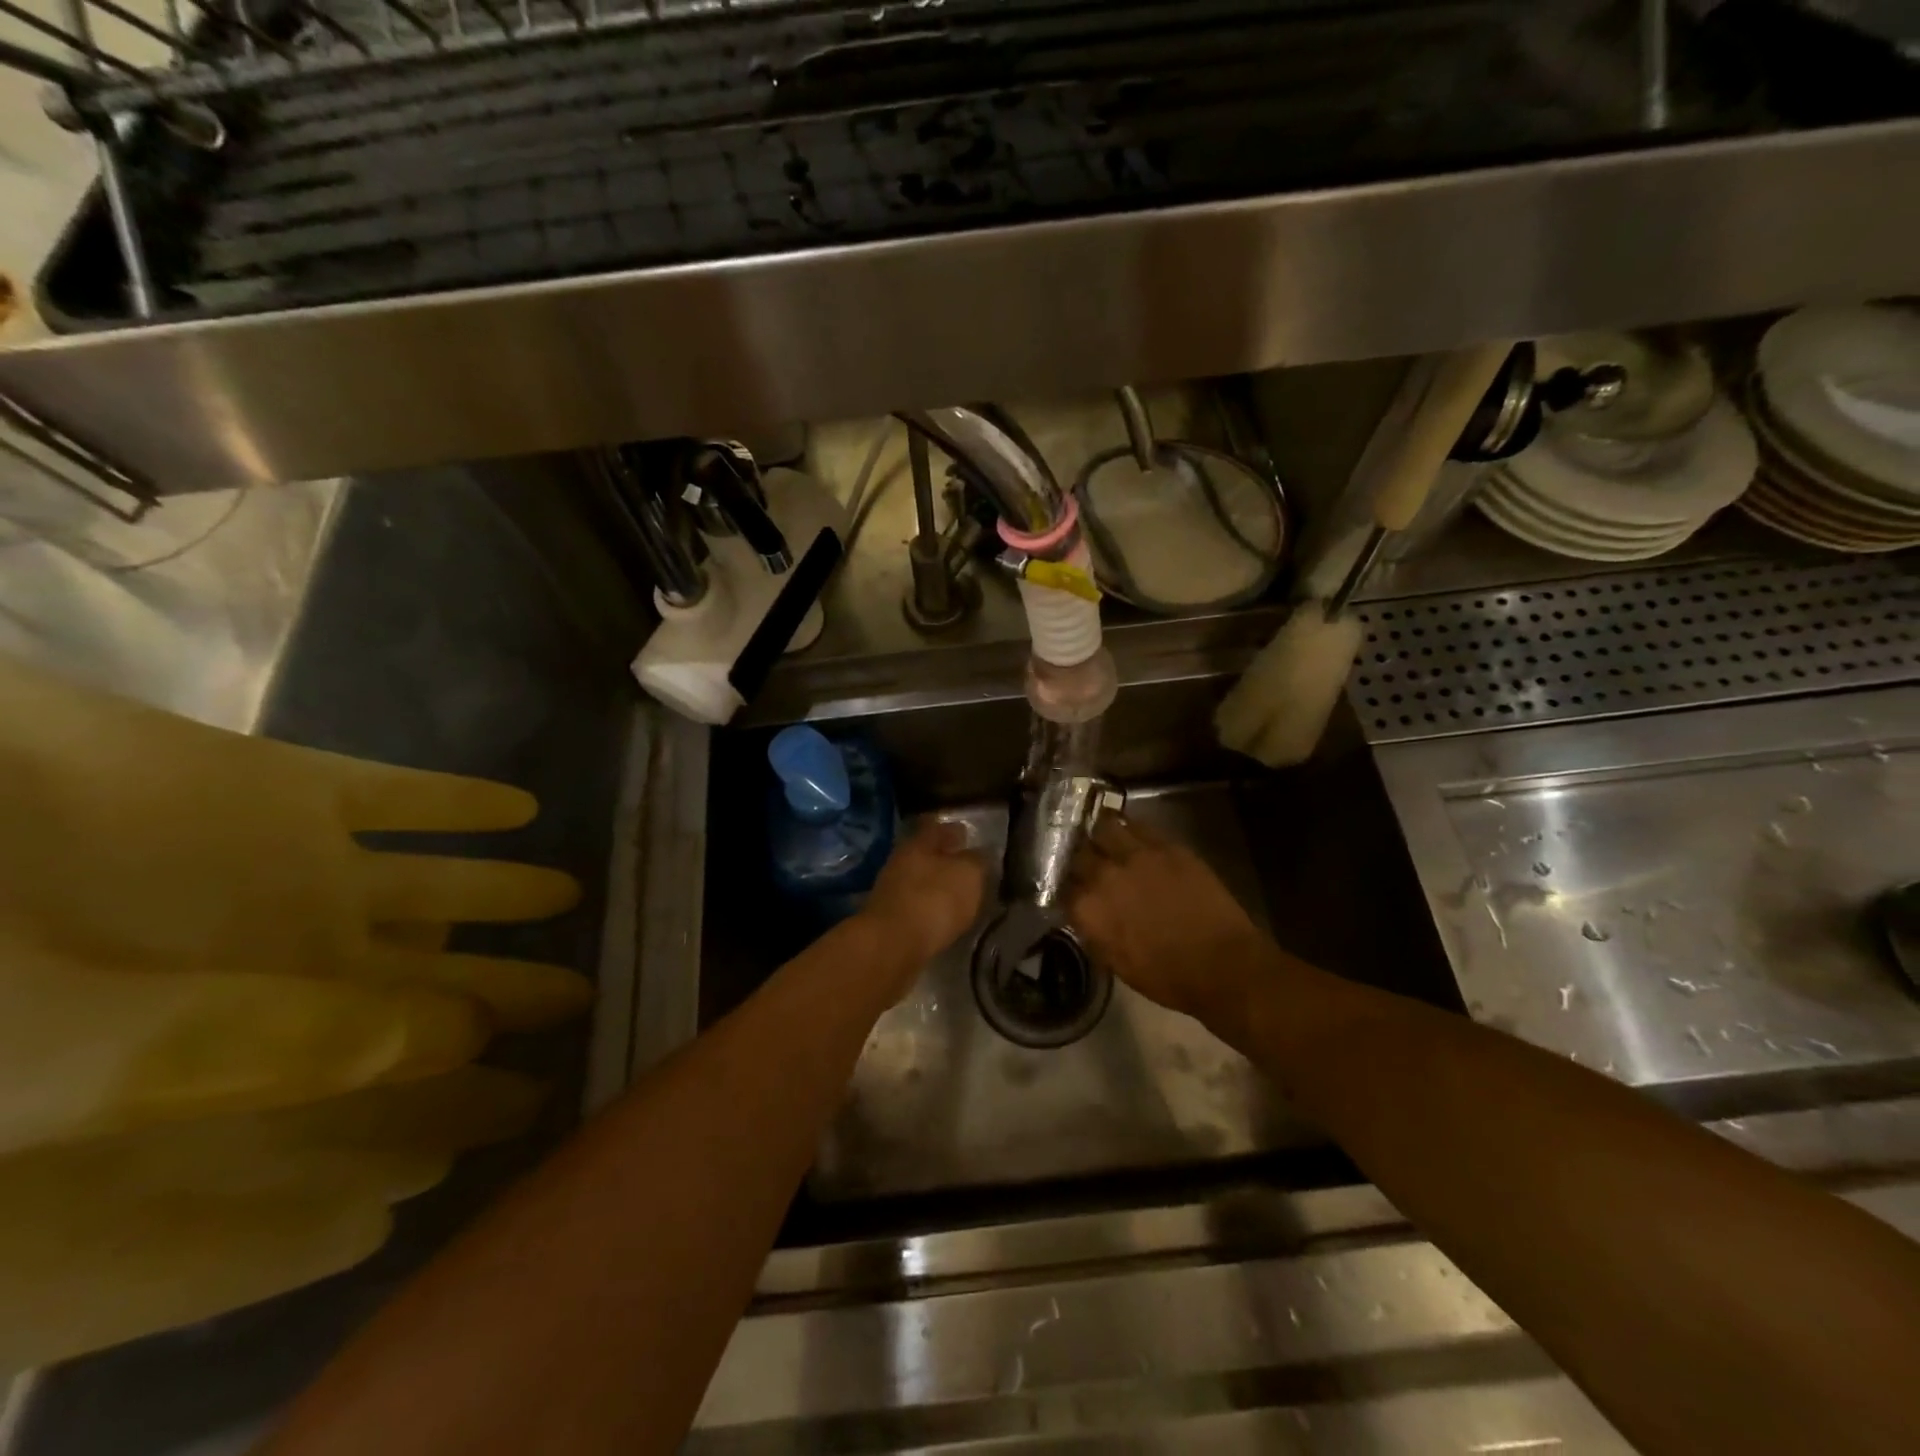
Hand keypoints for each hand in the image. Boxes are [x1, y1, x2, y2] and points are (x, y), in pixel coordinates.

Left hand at [860, 819, 985, 969]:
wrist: (892, 945)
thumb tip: (980, 854)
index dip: (954, 831)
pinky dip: (930, 908)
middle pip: (926, 854)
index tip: (969, 836)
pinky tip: (945, 917)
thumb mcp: (969, 874)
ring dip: (938, 885)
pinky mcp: (890, 919)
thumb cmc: (934, 900)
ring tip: (961, 896)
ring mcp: (892, 891)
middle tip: (969, 868)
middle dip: (946, 859)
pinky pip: (916, 905)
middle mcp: (900, 861)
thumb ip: (977, 860)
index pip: (937, 827)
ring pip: (920, 880)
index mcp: (918, 842)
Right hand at [1067, 815, 1269, 1031]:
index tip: (1069, 886)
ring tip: (1102, 836)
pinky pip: (1136, 825)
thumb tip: (1083, 916)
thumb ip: (1092, 932)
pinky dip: (1127, 827)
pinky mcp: (1165, 845)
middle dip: (1077, 855)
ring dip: (1099, 833)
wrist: (1222, 964)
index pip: (1059, 886)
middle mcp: (1103, 876)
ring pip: (1103, 827)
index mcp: (1087, 910)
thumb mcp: (1116, 963)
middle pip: (1076, 852)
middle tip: (1083, 859)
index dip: (1063, 885)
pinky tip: (1128, 832)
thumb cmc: (1167, 977)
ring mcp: (1135, 855)